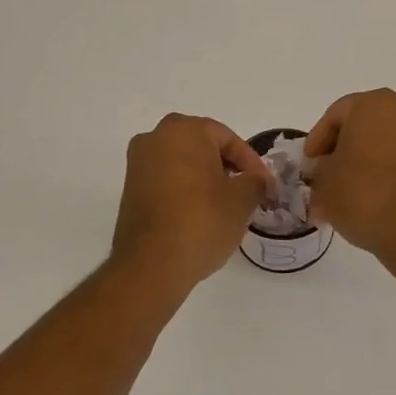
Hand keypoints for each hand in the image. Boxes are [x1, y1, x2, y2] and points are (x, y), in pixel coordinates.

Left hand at [112, 114, 270, 294]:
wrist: (152, 264)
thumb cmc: (202, 221)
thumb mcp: (242, 199)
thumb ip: (256, 181)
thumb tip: (257, 180)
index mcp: (183, 130)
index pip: (227, 139)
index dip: (251, 163)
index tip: (265, 186)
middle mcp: (154, 138)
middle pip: (202, 146)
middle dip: (227, 167)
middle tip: (247, 191)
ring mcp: (137, 163)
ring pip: (183, 163)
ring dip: (206, 178)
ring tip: (226, 205)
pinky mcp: (130, 189)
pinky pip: (166, 180)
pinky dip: (186, 190)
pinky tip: (201, 213)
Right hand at [304, 89, 395, 259]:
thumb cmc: (361, 191)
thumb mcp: (323, 180)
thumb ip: (319, 168)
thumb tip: (326, 171)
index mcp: (373, 104)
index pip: (335, 116)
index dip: (316, 141)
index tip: (308, 164)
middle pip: (360, 128)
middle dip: (340, 153)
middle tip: (322, 177)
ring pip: (380, 146)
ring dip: (360, 166)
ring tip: (341, 196)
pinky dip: (380, 175)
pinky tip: (364, 200)